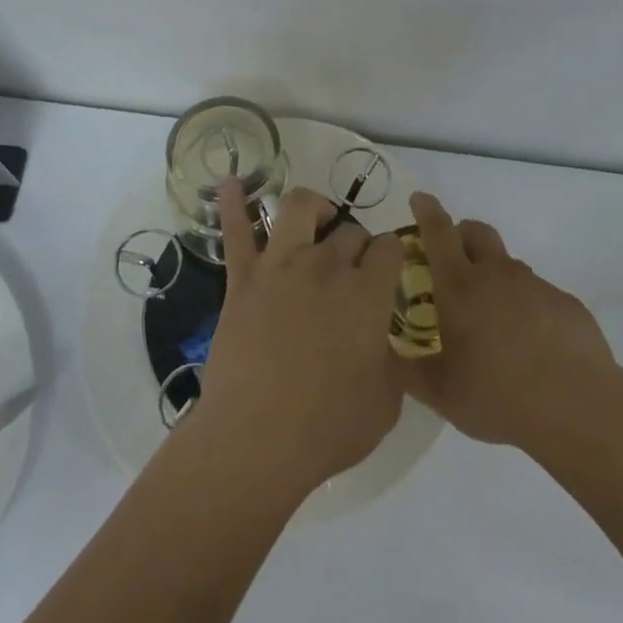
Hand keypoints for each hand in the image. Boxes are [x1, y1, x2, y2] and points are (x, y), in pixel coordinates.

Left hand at [193, 182, 407, 497]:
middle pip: (349, 232)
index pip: (389, 248)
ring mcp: (280, 267)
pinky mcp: (243, 280)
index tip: (388, 271)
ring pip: (299, 208)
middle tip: (353, 269)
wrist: (256, 440)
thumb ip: (392, 360)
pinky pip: (236, 233)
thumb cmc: (328, 427)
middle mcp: (327, 266)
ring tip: (318, 220)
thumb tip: (384, 342)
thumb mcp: (386, 401)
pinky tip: (231, 183)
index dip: (391, 256)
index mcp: (368, 292)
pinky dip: (233, 204)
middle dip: (357, 244)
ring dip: (314, 208)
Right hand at [401, 192, 616, 452]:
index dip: (426, 211)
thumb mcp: (440, 393)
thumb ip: (408, 371)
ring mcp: (536, 286)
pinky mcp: (566, 303)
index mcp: (460, 286)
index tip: (419, 198)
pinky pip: (538, 293)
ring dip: (494, 276)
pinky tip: (529, 344)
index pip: (438, 232)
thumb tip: (387, 356)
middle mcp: (497, 274)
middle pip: (477, 232)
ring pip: (508, 265)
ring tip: (492, 320)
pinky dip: (525, 306)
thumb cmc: (497, 396)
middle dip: (461, 234)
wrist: (577, 407)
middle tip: (452, 261)